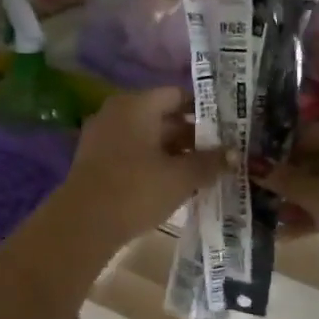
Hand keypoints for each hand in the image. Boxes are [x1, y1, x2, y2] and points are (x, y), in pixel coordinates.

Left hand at [57, 88, 224, 247]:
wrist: (83, 224)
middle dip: (192, 135)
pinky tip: (175, 183)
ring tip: (204, 170)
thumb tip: (235, 154)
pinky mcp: (96, 161)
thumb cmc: (136, 190)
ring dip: (174, 152)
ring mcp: (103, 137)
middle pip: (162, 117)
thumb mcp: (181, 177)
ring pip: (148, 137)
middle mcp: (117, 113)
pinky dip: (154, 163)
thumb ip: (209, 162)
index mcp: (137, 105)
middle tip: (222, 151)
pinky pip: (133, 153)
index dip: (204, 110)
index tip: (227, 125)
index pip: (177, 95)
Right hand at [259, 119, 318, 277]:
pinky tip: (291, 231)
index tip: (256, 165)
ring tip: (270, 214)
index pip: (314, 133)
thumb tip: (256, 167)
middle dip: (292, 178)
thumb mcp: (318, 197)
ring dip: (304, 198)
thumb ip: (286, 180)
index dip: (282, 150)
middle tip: (260, 190)